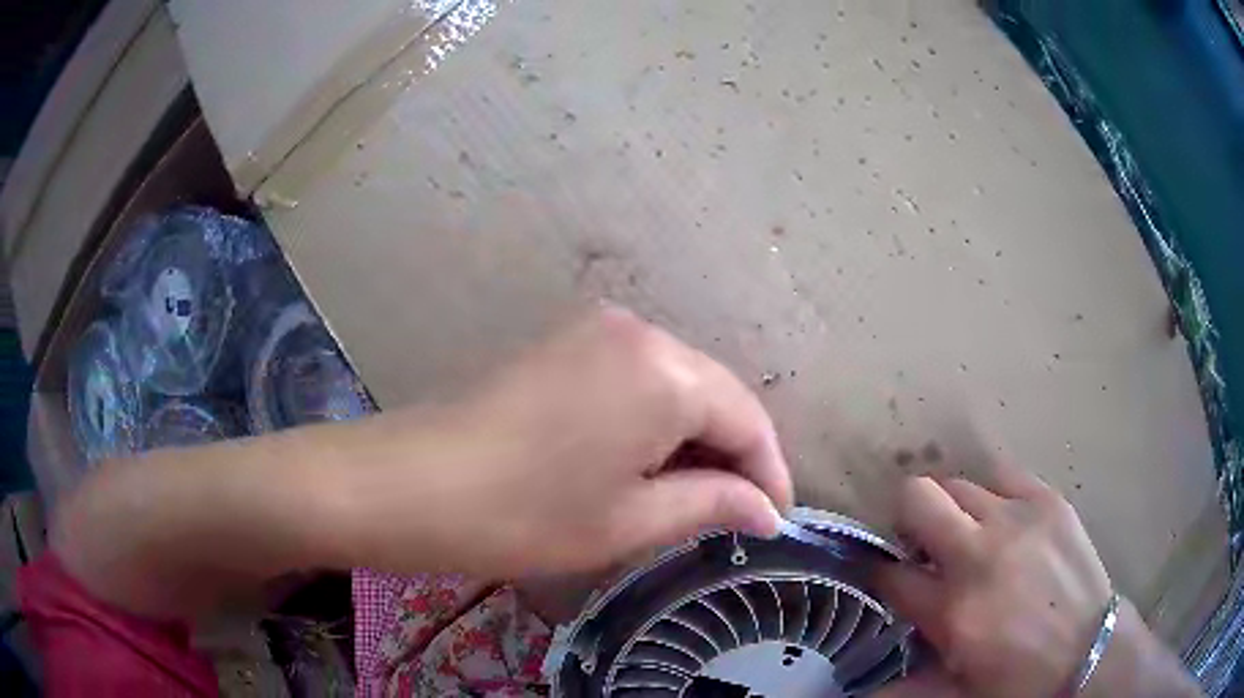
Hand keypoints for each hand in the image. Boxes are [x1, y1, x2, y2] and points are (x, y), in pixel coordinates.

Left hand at [338, 306, 793, 578]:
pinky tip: (645, 462)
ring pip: (675, 385)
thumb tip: (766, 510)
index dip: (770, 474)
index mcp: (666, 373)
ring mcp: (595, 329)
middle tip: (737, 515)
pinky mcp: (563, 341)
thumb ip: (712, 504)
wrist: (410, 483)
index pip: (748, 420)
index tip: (777, 521)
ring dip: (693, 438)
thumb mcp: (629, 521)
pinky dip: (654, 421)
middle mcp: (640, 332)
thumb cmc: (524, 514)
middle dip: (733, 455)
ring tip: (695, 496)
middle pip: (715, 395)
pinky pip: (635, 378)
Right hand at [874, 466, 1112, 697]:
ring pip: (957, 483)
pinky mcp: (1048, 501)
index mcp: (953, 612)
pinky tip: (1003, 522)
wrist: (1089, 651)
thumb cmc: (1019, 681)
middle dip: (906, 518)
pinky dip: (991, 496)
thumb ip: (906, 687)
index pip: (891, 575)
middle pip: (916, 498)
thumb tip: (859, 691)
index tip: (888, 579)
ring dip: (951, 511)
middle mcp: (979, 555)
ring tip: (968, 537)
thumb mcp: (957, 694)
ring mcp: (1017, 520)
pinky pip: (1003, 475)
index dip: (882, 575)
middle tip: (924, 546)